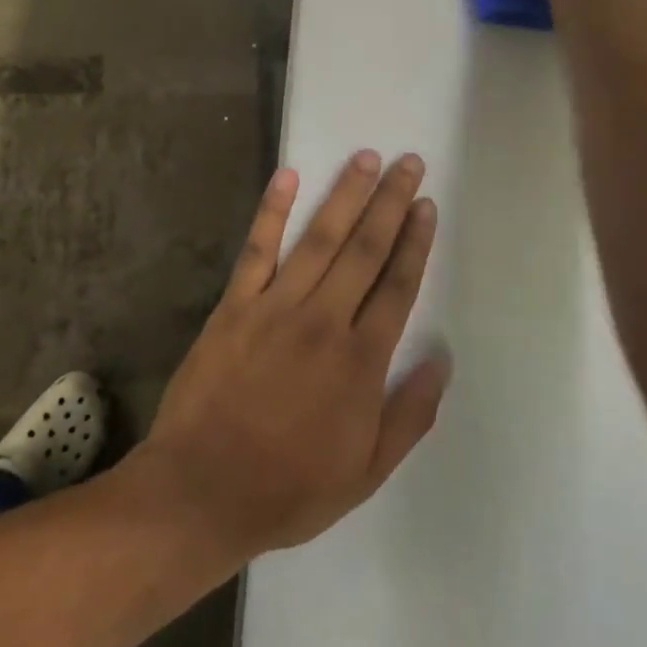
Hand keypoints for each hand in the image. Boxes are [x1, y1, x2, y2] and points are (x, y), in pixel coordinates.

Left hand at [135, 152, 451, 559]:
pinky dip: (271, 211)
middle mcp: (324, 321)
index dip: (415, 242)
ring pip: (319, 239)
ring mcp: (275, 307)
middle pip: (365, 250)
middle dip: (389, 202)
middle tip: (407, 162)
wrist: (204, 488)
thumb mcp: (367, 471)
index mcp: (361, 361)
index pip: (397, 286)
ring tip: (365, 158)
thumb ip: (410, 413)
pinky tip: (287, 176)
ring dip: (345, 195)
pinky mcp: (234, 305)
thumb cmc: (290, 487)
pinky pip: (256, 249)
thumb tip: (442, 359)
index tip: (425, 206)